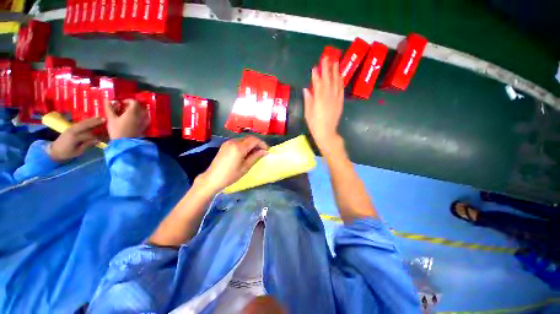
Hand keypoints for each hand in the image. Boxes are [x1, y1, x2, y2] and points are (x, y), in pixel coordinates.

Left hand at [48, 117, 104, 161]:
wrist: (55, 150)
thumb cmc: (67, 153)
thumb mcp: (78, 152)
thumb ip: (87, 145)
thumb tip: (97, 140)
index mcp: (74, 138)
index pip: (89, 135)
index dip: (97, 136)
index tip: (104, 138)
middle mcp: (72, 131)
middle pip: (85, 125)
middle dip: (95, 122)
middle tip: (104, 119)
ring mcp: (71, 128)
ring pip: (83, 122)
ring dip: (92, 120)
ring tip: (99, 117)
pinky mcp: (71, 127)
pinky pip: (80, 123)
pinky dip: (87, 121)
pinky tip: (92, 119)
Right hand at [104, 99, 148, 139]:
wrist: (125, 142)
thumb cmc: (117, 130)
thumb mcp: (111, 119)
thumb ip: (109, 108)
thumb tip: (106, 99)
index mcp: (132, 112)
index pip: (135, 102)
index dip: (129, 100)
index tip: (122, 103)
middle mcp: (140, 116)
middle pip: (140, 107)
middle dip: (133, 105)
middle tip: (125, 108)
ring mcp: (143, 121)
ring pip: (144, 113)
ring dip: (138, 111)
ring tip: (129, 113)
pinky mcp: (144, 127)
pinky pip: (146, 119)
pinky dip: (142, 117)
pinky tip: (135, 119)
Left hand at [197, 136, 268, 193]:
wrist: (212, 178)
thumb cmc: (230, 175)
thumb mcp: (245, 167)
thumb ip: (256, 157)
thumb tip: (265, 151)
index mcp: (239, 147)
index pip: (254, 140)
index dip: (262, 144)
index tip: (267, 150)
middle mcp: (233, 142)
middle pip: (249, 138)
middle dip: (257, 143)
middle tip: (263, 151)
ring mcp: (228, 143)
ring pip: (244, 139)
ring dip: (251, 144)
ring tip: (255, 153)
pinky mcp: (225, 145)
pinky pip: (238, 142)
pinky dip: (244, 145)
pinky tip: (246, 153)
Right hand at [303, 57, 343, 151]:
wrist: (327, 133)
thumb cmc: (315, 125)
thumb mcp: (308, 113)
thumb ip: (308, 100)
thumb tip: (306, 89)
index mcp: (319, 99)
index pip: (318, 84)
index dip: (316, 75)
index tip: (315, 67)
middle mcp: (328, 97)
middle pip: (328, 80)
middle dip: (327, 68)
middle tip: (327, 57)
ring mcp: (336, 99)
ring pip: (336, 82)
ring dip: (336, 71)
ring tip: (335, 62)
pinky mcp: (340, 102)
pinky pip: (341, 89)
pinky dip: (340, 81)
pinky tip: (340, 76)